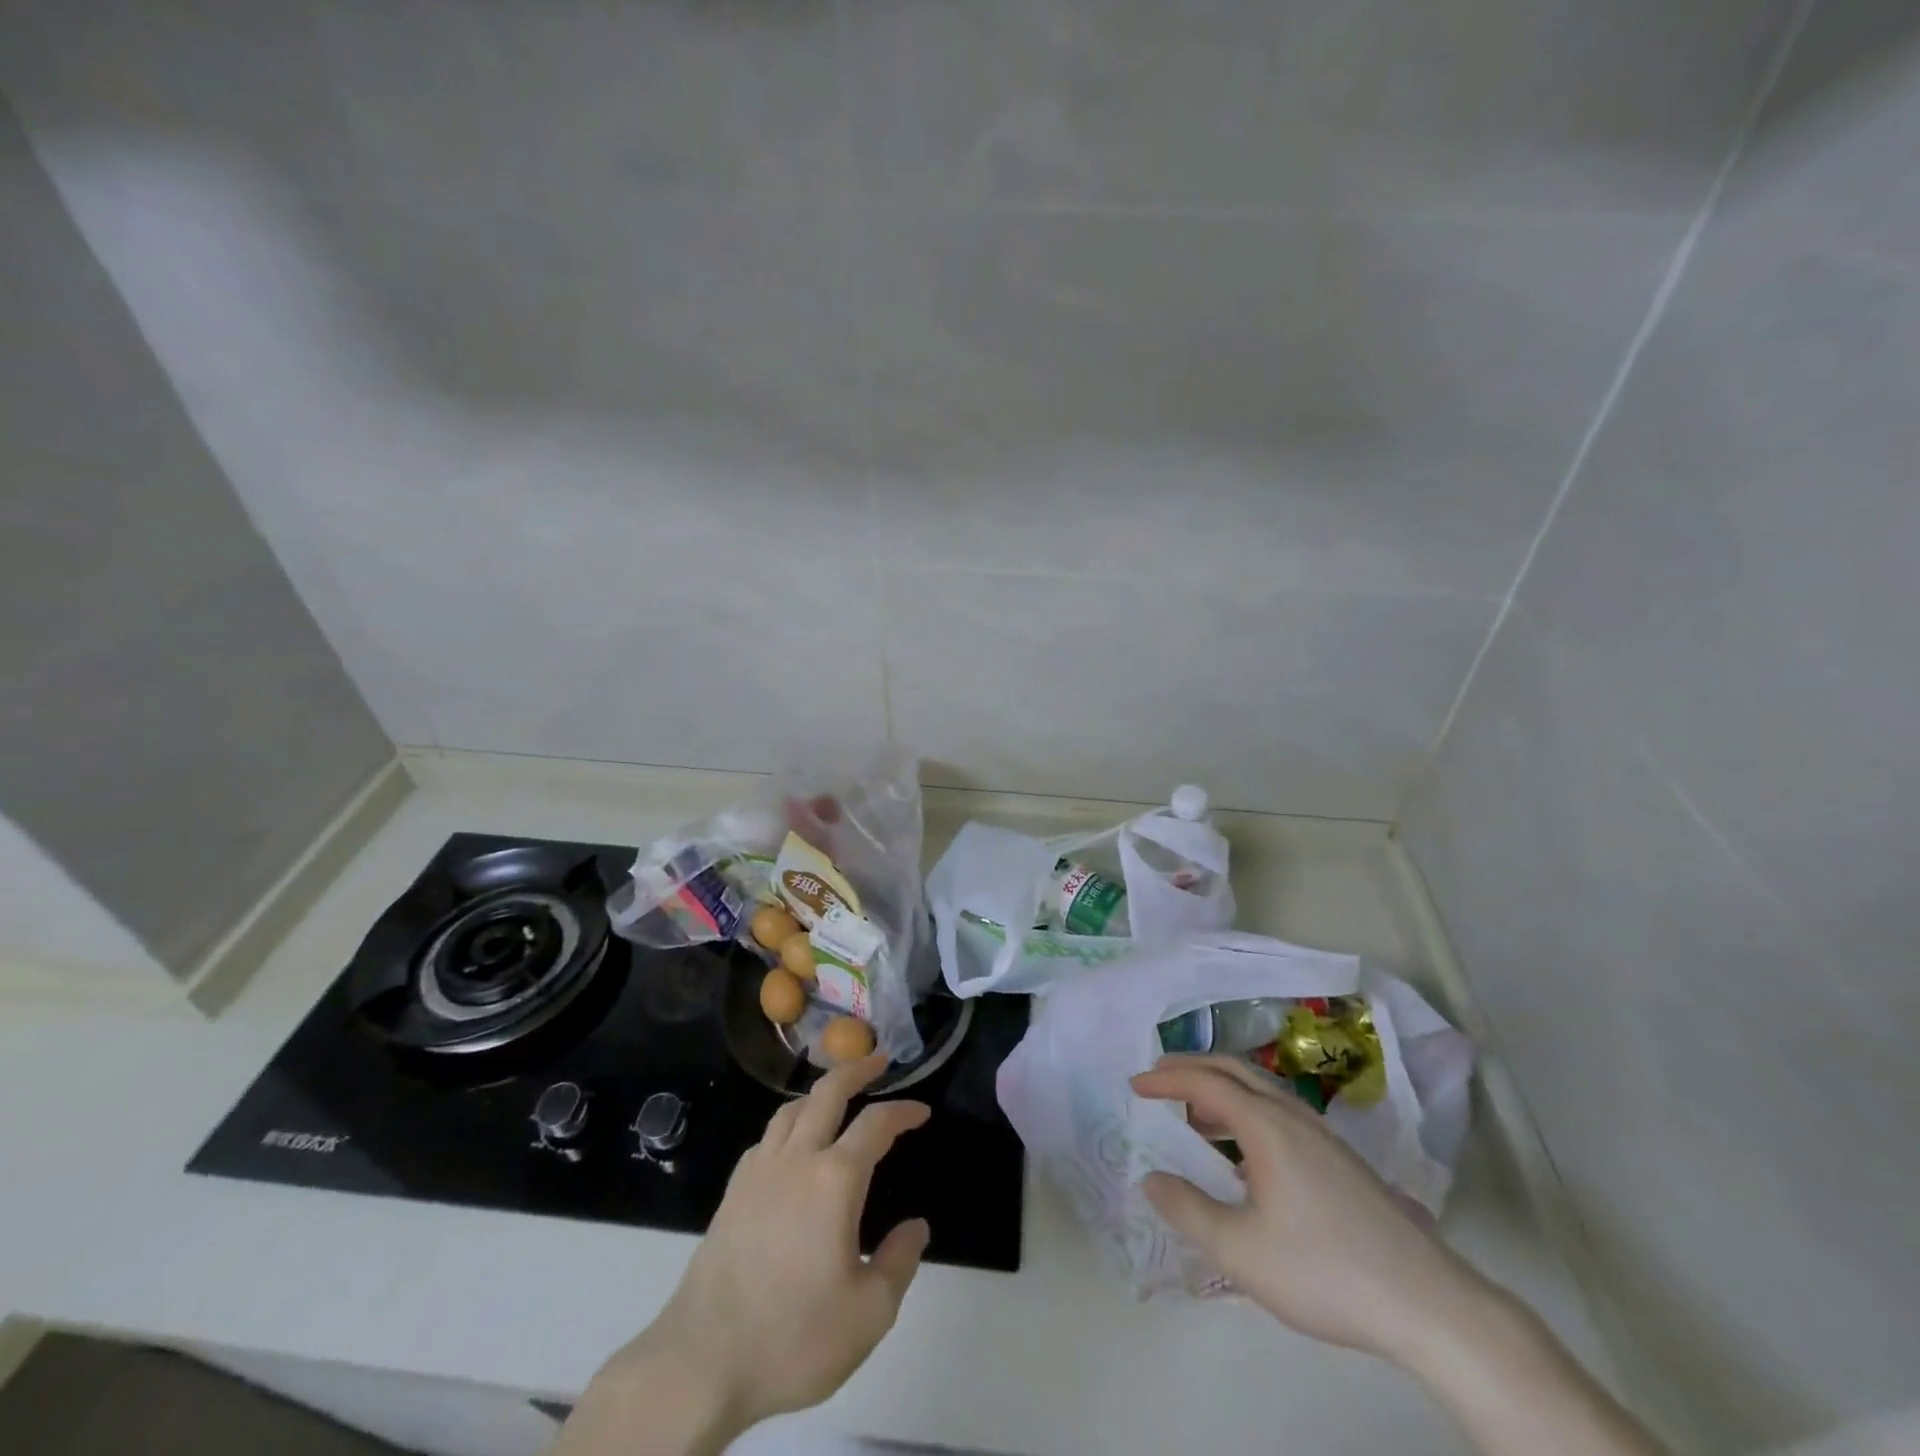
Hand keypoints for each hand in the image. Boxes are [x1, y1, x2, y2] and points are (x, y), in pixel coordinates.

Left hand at [566, 1055, 929, 1454]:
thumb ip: (899, 1262)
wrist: (703, 1360)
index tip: (922, 1111)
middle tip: (879, 1059)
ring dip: (820, 1091)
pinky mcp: (733, 1191)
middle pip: (828, 1091)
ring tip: (837, 1095)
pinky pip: (767, 1138)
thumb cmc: (794, 1336)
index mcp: (835, 1179)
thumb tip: (916, 1227)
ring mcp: (759, 1171)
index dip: (904, 1111)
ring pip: (792, 1108)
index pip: (876, 1124)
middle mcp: (797, 1159)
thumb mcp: (868, 1314)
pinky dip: (789, 1125)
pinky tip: (792, 1145)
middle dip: (857, 1068)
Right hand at [1130, 1054, 1489, 1366]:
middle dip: (1192, 1068)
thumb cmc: (1324, 1271)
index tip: (1134, 1083)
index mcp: (1268, 1126)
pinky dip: (1246, 1111)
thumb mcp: (1241, 1251)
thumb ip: (1189, 1210)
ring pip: (1261, 1091)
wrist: (1428, 1304)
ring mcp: (1322, 1137)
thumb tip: (1151, 1179)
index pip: (1206, 1082)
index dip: (1166, 1078)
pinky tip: (1244, 1154)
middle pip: (1235, 1071)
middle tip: (1158, 1078)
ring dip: (1221, 1090)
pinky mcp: (1340, 1160)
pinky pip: (1279, 1112)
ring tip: (1194, 1115)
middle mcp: (1294, 1117)